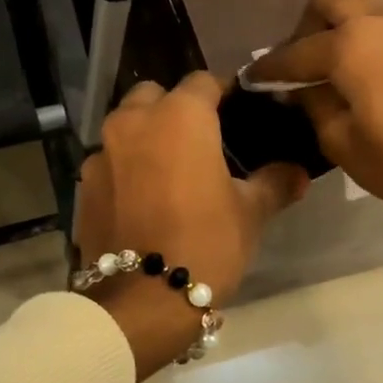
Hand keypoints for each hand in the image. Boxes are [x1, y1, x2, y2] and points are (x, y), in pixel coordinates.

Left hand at [74, 73, 308, 378]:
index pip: (203, 81)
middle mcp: (134, 122)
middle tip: (199, 141)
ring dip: (145, 136)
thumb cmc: (205, 243)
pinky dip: (125, 167)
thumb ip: (274, 182)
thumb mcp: (250, 212)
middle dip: (175, 108)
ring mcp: (101, 153)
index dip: (222, 93)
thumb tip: (299, 172)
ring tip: (168, 170)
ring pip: (126, 126)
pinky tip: (141, 198)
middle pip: (154, 95)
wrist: (142, 300)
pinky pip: (109, 161)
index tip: (237, 113)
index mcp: (179, 116)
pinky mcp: (83, 185)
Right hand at [241, 0, 382, 238]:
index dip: (270, 67)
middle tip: (299, 64)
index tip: (253, 77)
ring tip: (332, 64)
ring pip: (363, 1)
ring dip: (339, 24)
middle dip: (306, 27)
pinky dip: (369, 29)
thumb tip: (297, 86)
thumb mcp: (339, 141)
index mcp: (352, 43)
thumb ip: (311, 102)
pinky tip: (366, 65)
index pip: (296, 51)